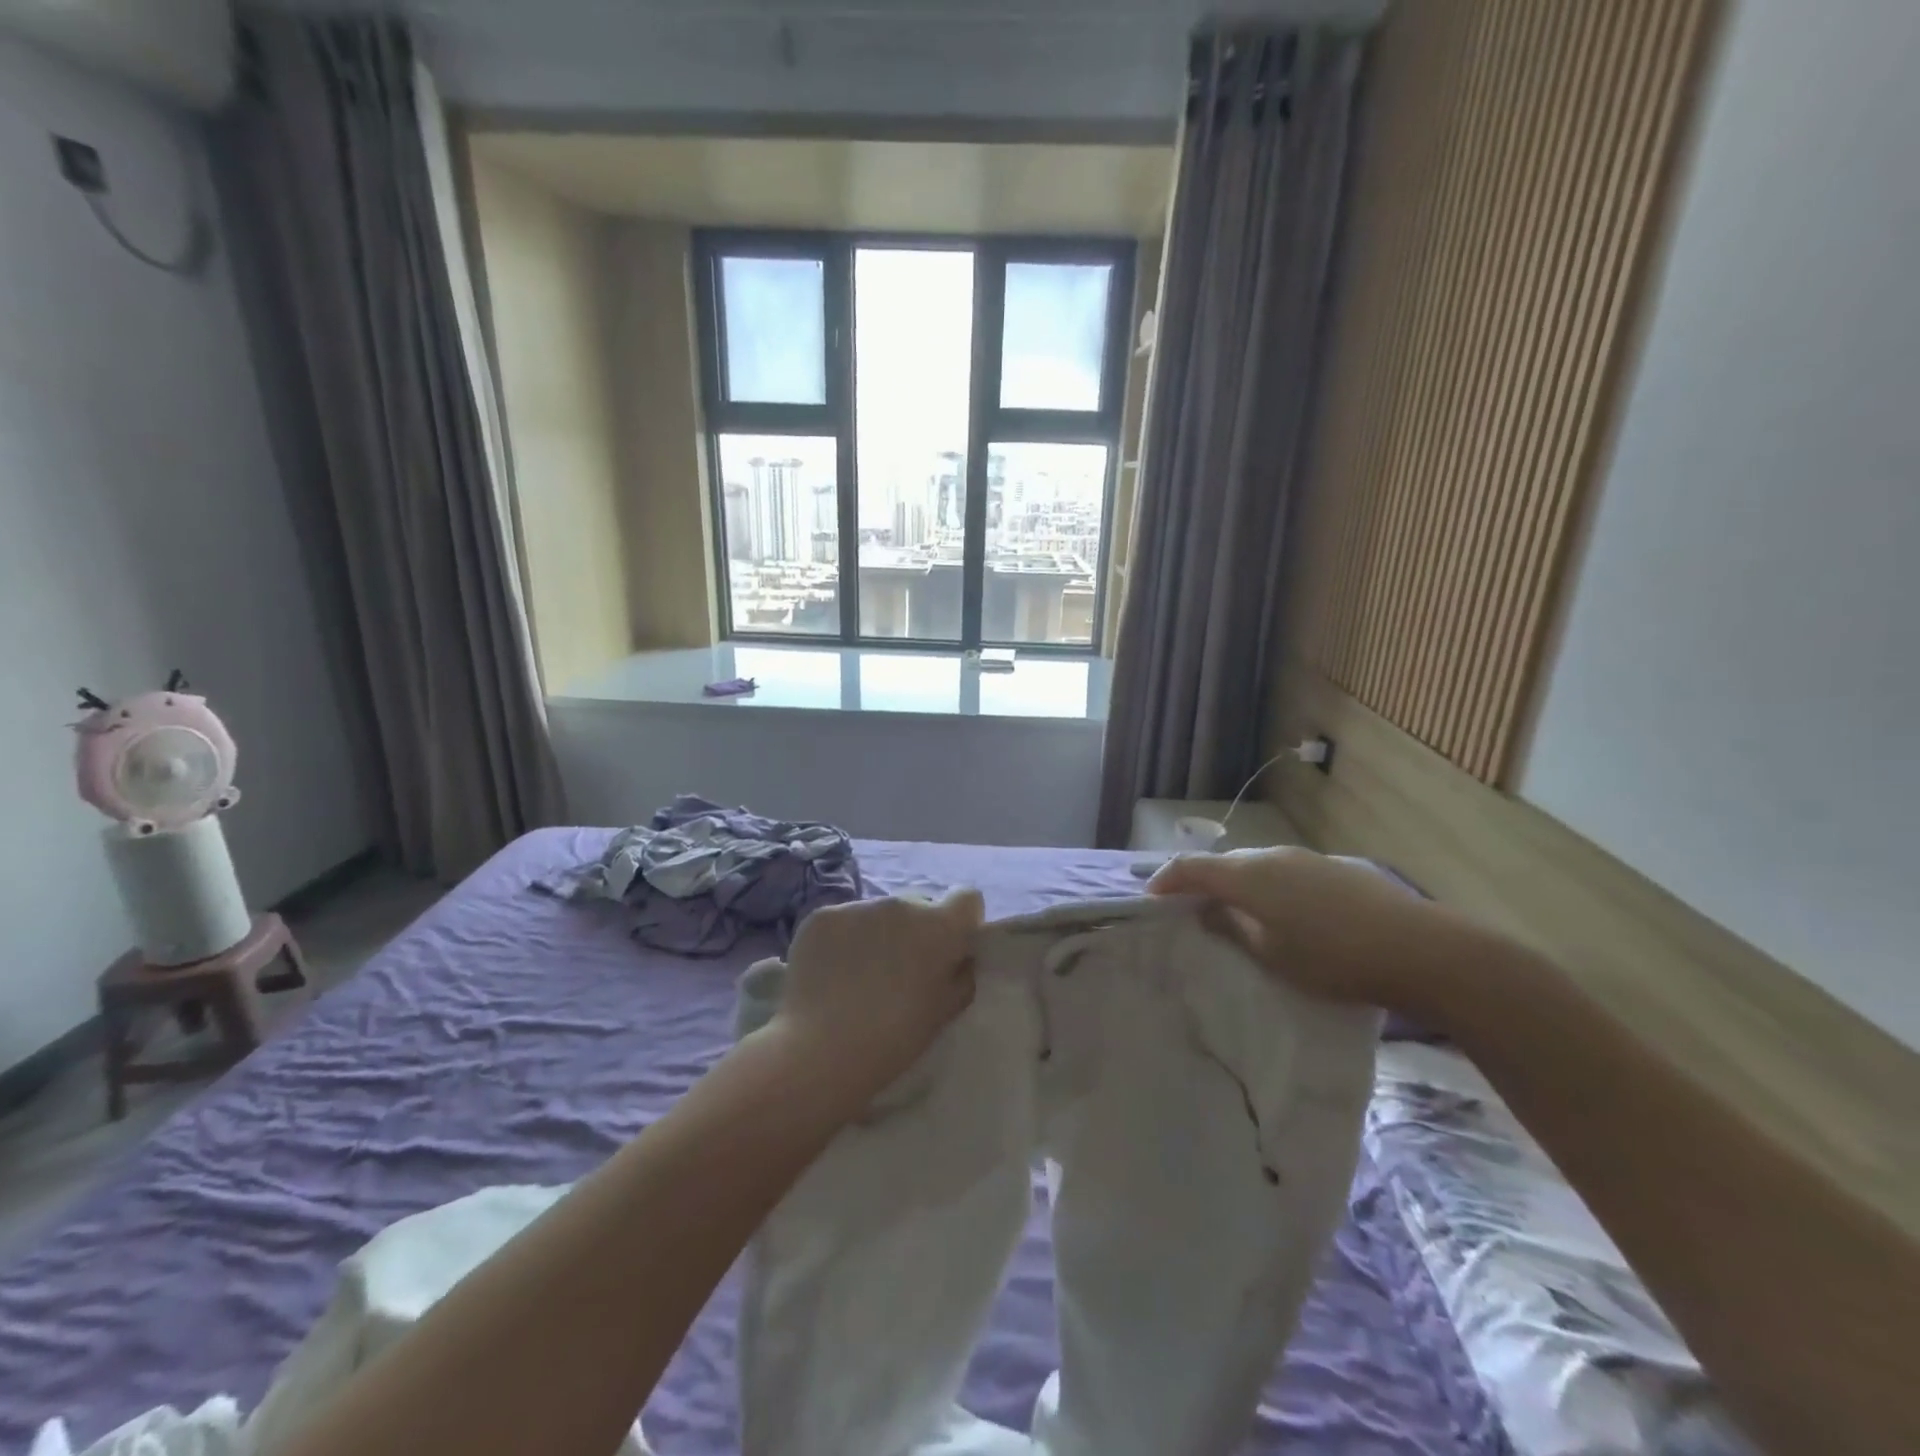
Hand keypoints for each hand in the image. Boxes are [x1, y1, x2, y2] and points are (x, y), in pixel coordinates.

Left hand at [771, 889, 984, 1092]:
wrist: (820, 1051)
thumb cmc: (892, 1039)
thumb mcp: (944, 1013)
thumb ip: (961, 975)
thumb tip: (960, 956)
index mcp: (938, 927)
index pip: (967, 898)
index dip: (961, 921)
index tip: (950, 947)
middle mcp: (901, 904)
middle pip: (918, 906)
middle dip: (915, 931)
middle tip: (900, 971)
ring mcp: (858, 906)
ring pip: (878, 914)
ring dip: (877, 934)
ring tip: (859, 977)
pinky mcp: (822, 915)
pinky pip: (843, 921)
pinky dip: (841, 940)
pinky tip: (830, 973)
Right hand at [1148, 847, 1484, 1014]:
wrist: (1419, 949)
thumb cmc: (1333, 958)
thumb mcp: (1271, 954)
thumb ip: (1232, 928)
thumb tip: (1208, 910)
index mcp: (1248, 876)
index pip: (1191, 867)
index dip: (1165, 880)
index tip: (1150, 900)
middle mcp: (1272, 856)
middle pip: (1223, 864)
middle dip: (1201, 883)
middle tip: (1190, 911)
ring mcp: (1305, 858)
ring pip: (1255, 866)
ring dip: (1236, 885)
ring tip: (1235, 914)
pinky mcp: (1333, 868)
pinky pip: (1283, 871)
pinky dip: (1267, 887)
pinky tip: (1282, 912)